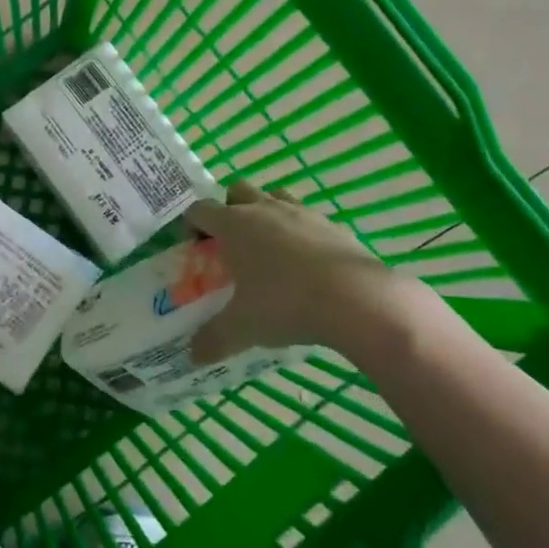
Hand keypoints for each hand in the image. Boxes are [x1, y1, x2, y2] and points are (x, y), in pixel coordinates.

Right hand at [185, 182, 450, 365]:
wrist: (356, 298)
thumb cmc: (285, 304)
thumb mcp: (243, 327)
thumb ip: (213, 339)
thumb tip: (193, 355)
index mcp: (234, 224)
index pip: (200, 210)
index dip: (192, 225)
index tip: (195, 248)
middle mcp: (264, 209)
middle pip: (237, 192)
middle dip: (228, 210)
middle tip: (230, 244)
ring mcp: (302, 212)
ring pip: (274, 196)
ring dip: (265, 213)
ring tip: (268, 248)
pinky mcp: (332, 224)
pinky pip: (307, 218)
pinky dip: (299, 232)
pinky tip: (305, 264)